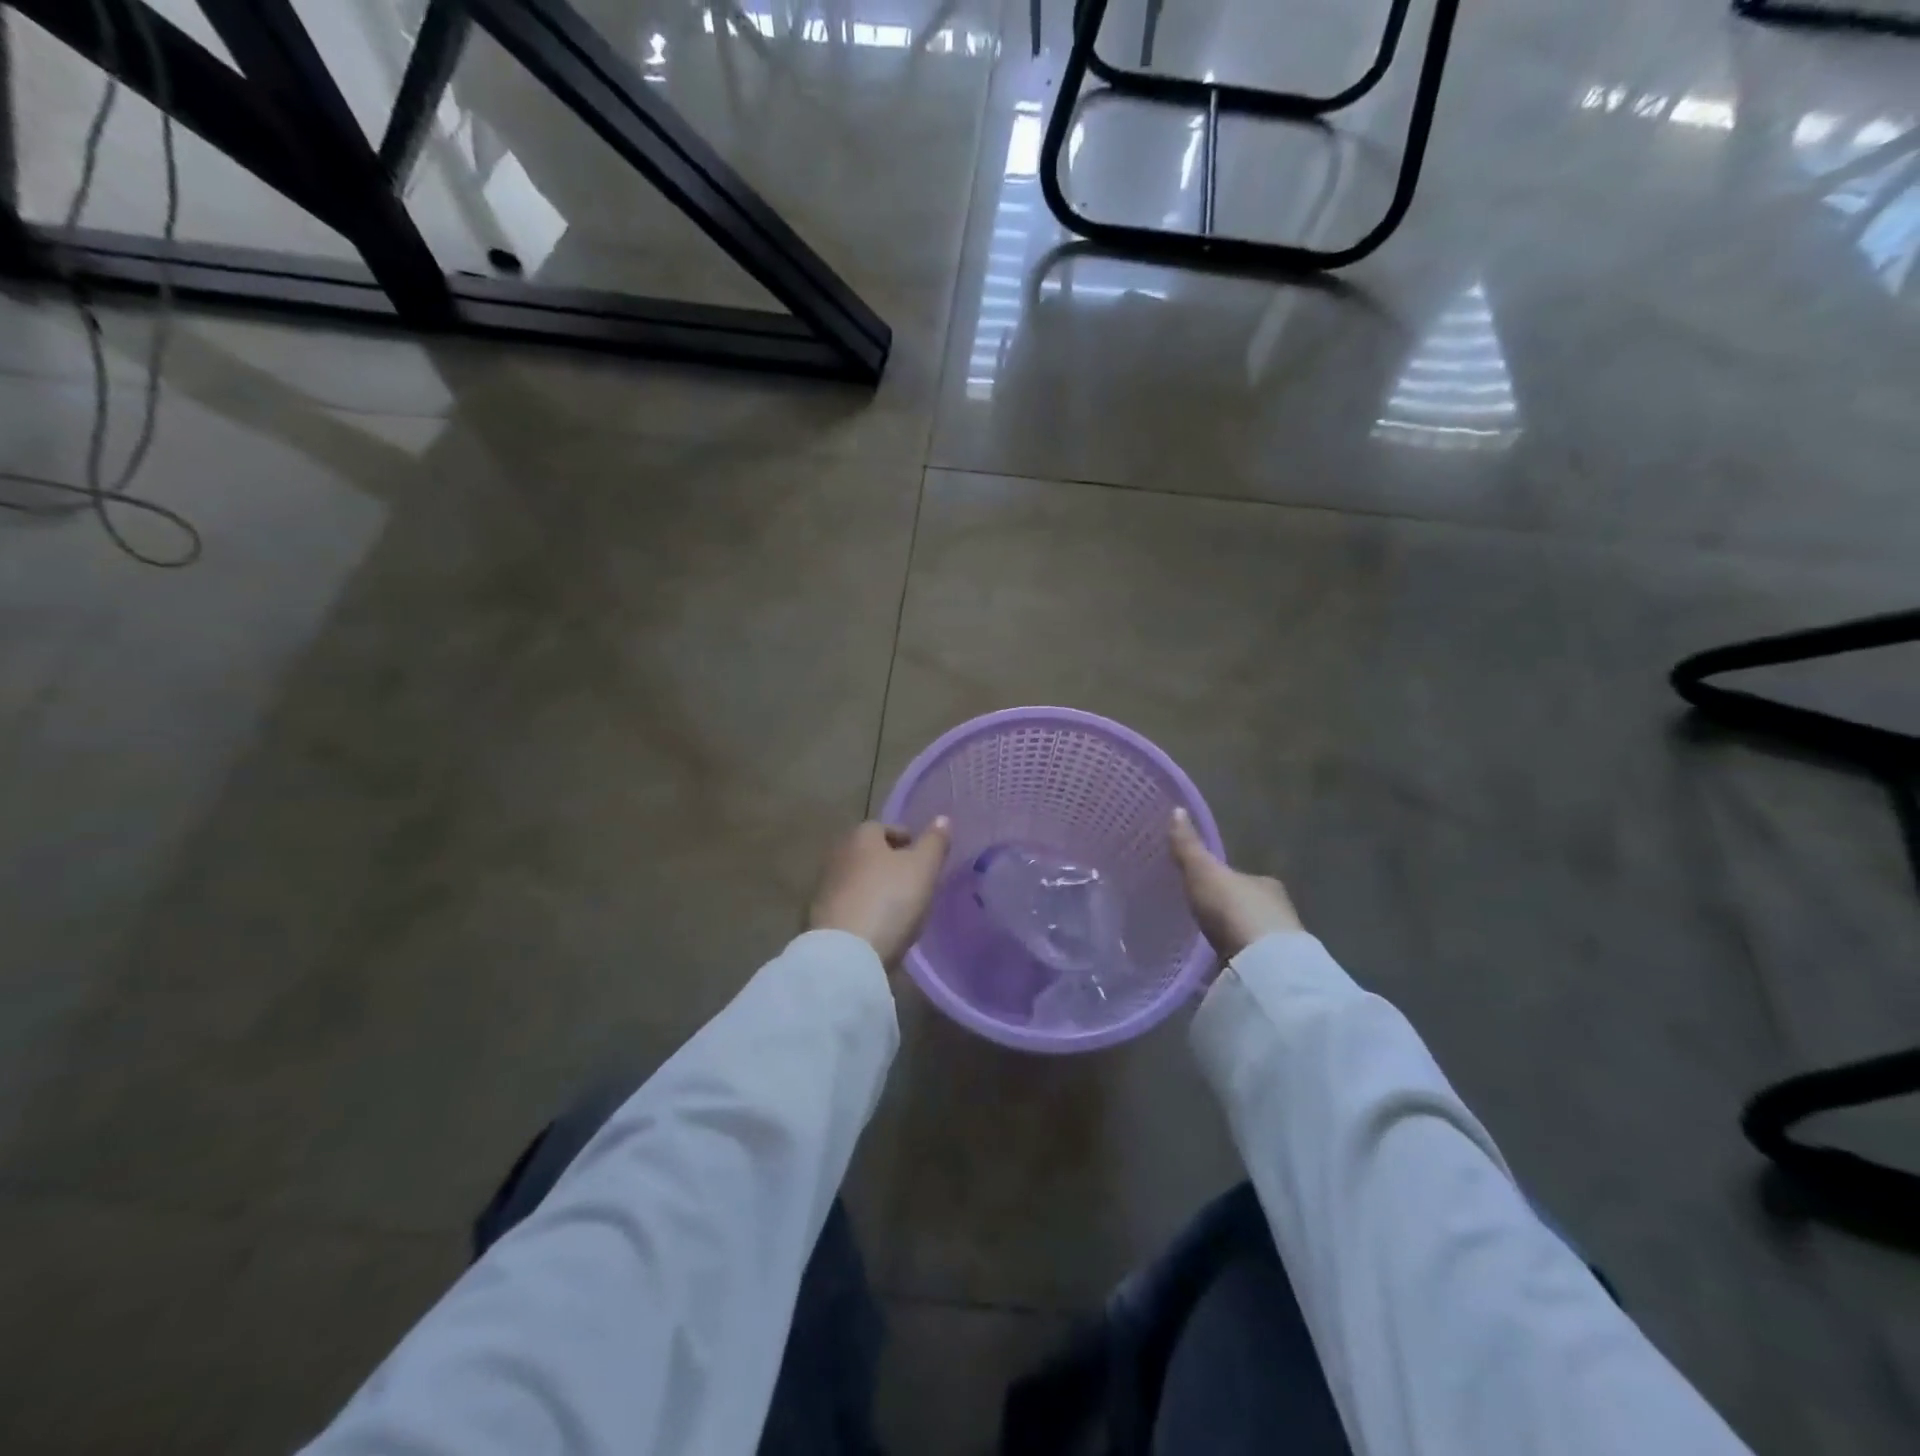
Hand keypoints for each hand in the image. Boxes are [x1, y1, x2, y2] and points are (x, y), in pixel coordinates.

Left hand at [809, 818, 952, 968]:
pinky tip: (879, 927)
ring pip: (858, 880)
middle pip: (868, 853)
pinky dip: (863, 910)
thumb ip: (934, 842)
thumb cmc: (889, 900)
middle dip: (889, 864)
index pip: (884, 827)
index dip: (907, 840)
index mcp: (860, 836)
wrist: (845, 954)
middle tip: (914, 881)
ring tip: (900, 908)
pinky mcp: (818, 918)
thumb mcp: (923, 868)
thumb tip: (942, 818)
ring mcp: (824, 888)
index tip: (923, 858)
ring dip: (875, 888)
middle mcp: (837, 855)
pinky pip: (849, 906)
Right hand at [1169, 807, 1301, 959]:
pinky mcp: (1271, 975)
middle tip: (1202, 919)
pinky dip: (1234, 966)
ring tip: (1205, 946)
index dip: (1224, 882)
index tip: (1205, 889)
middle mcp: (1278, 911)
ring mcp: (1278, 946)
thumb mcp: (1203, 872)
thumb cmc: (1234, 910)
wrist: (1263, 965)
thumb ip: (1189, 847)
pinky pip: (1247, 965)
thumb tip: (1176, 809)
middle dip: (1229, 913)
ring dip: (1233, 941)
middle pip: (1248, 908)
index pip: (1242, 879)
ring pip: (1250, 938)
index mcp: (1265, 884)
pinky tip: (1217, 970)